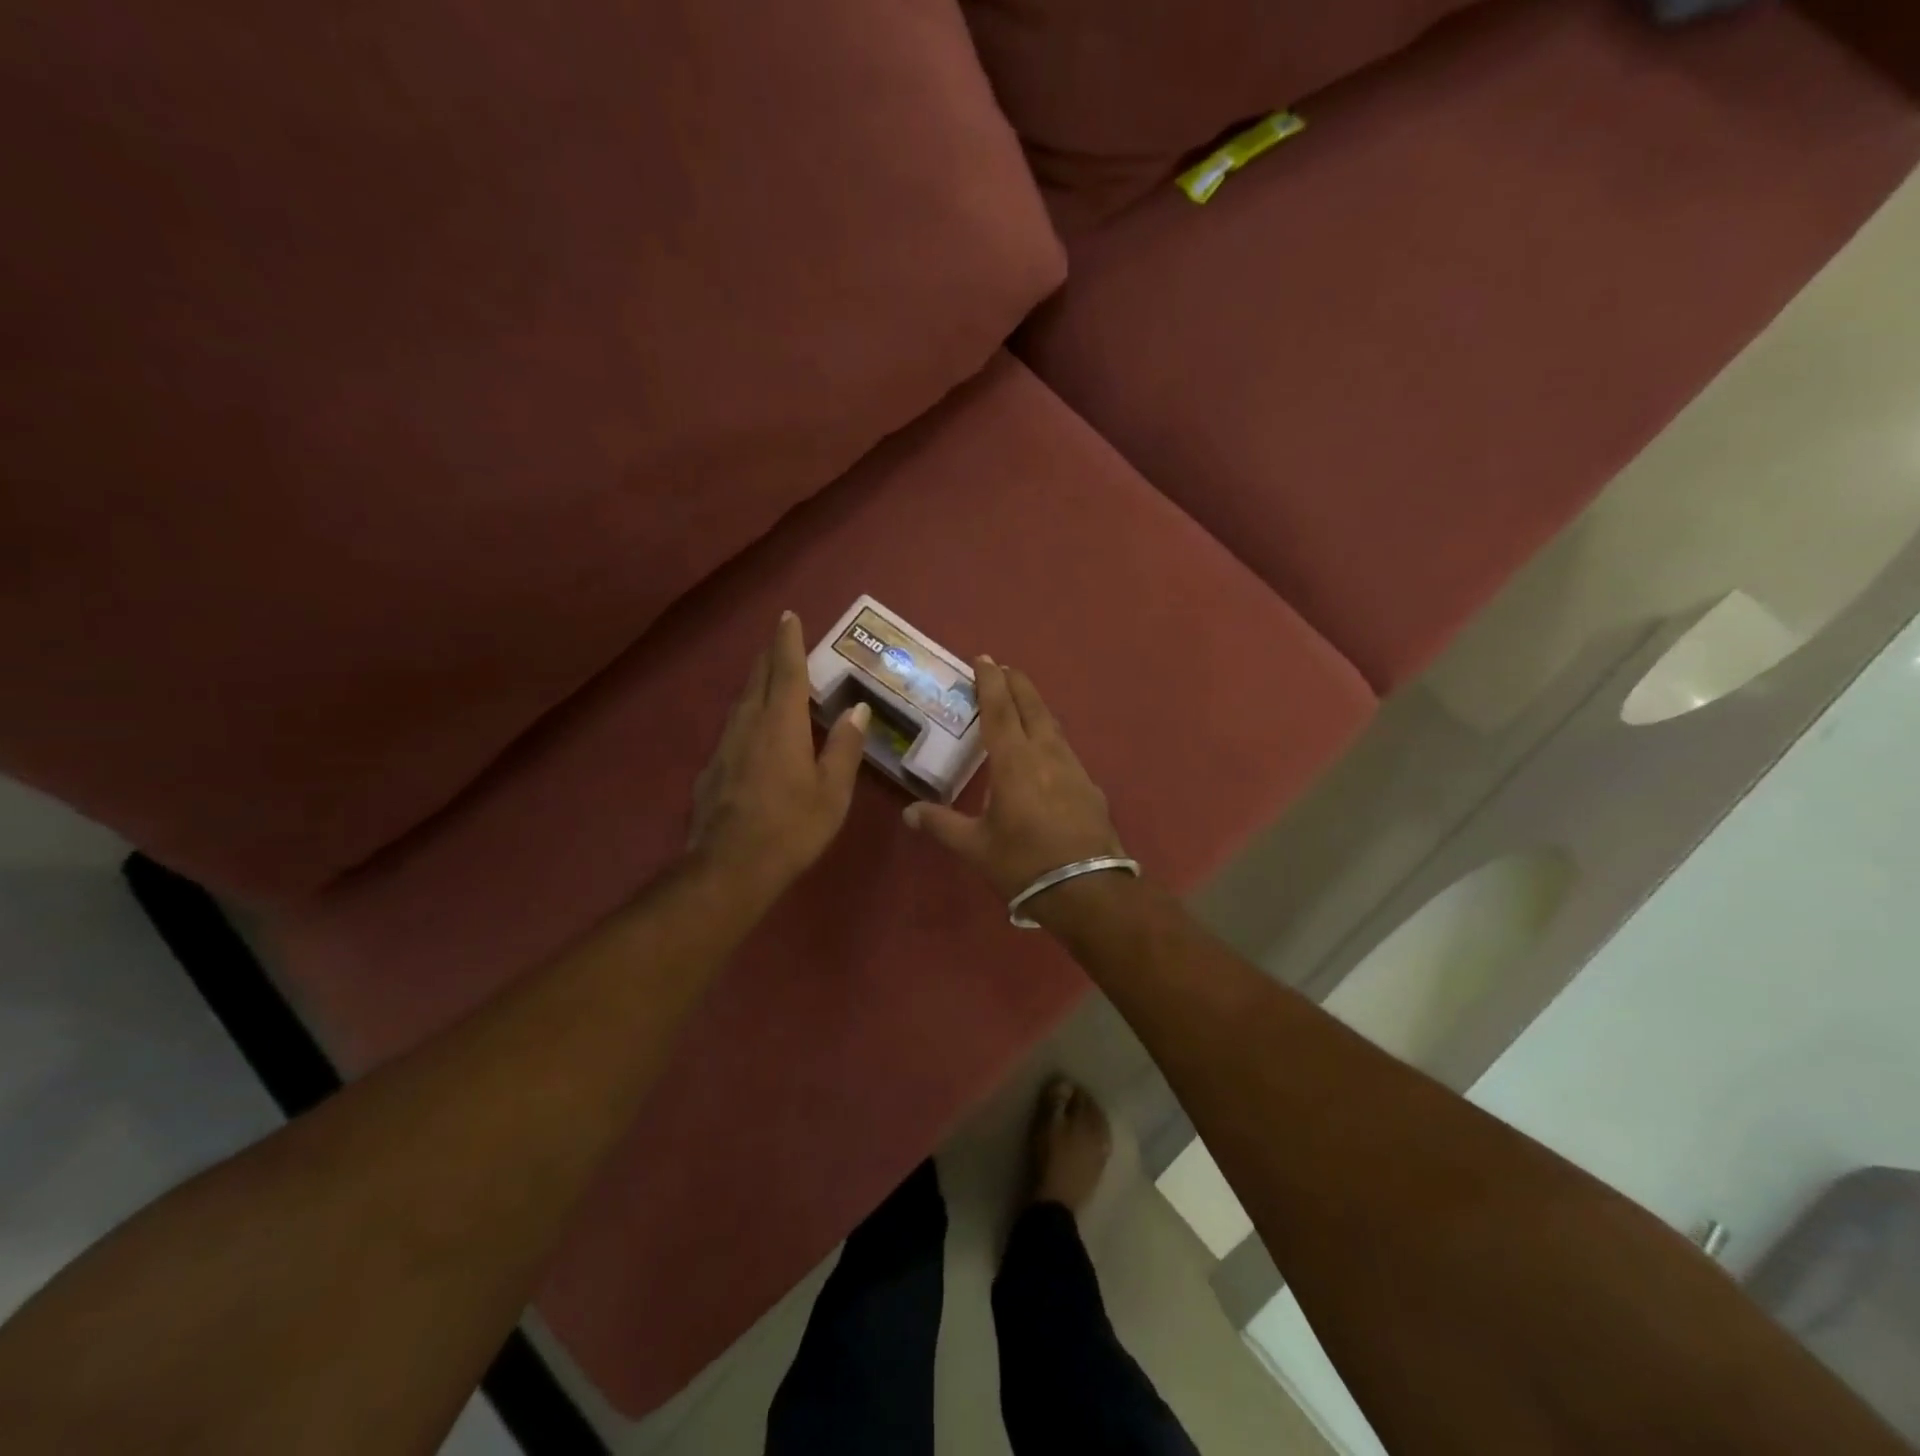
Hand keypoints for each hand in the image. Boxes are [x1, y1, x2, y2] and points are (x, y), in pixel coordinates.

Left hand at [688, 613, 869, 898]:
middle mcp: (748, 725)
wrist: (729, 867)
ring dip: (757, 685)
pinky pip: (732, 731)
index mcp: (781, 724)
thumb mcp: (832, 791)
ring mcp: (724, 747)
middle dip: (770, 656)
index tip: (788, 616)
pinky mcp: (711, 770)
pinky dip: (747, 718)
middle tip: (780, 640)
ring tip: (769, 681)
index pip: (786, 670)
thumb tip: (858, 708)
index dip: (788, 642)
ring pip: (741, 703)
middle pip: (758, 680)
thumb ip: (844, 747)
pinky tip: (752, 736)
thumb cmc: (791, 827)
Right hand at [903, 658, 1124, 902]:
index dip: (989, 683)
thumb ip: (942, 825)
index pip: (998, 710)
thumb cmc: (1024, 863)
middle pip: (1031, 707)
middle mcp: (1045, 755)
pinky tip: (1046, 752)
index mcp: (1014, 762)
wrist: (1088, 889)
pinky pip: (1065, 749)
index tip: (983, 659)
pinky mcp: (1090, 786)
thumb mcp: (975, 847)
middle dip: (1016, 684)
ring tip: (1023, 702)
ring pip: (1052, 726)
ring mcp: (1073, 768)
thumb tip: (909, 813)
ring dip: (1035, 707)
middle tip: (1004, 668)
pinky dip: (1050, 737)